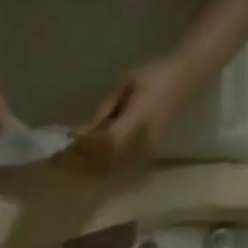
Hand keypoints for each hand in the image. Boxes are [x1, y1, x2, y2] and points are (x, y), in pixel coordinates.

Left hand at [71, 57, 193, 171]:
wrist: (185, 81)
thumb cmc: (154, 76)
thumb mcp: (125, 85)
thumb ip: (104, 111)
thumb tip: (81, 132)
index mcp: (138, 121)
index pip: (105, 143)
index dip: (85, 145)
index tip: (69, 141)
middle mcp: (141, 142)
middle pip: (105, 163)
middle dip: (82, 161)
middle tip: (62, 157)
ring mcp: (144, 153)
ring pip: (110, 171)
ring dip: (89, 169)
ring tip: (72, 161)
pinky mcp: (144, 158)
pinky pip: (117, 170)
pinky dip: (100, 169)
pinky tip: (88, 162)